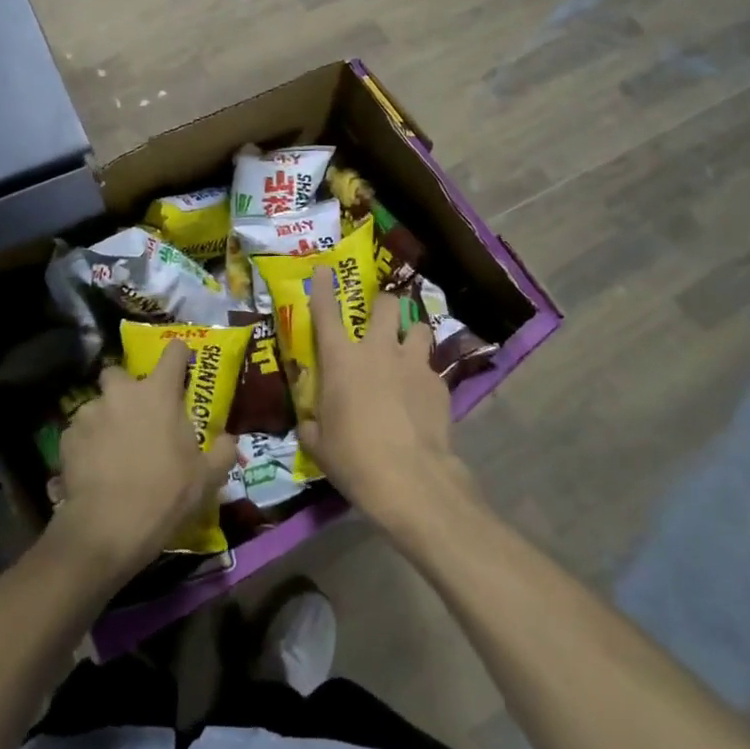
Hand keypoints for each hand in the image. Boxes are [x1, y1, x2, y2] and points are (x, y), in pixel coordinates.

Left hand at [45, 342, 238, 585]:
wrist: (108, 528)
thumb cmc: (165, 494)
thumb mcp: (208, 478)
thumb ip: (223, 451)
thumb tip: (228, 440)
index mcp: (159, 393)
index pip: (173, 352)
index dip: (179, 354)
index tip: (181, 363)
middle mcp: (122, 393)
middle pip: (119, 371)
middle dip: (125, 386)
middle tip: (136, 412)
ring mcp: (89, 413)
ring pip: (97, 404)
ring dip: (105, 417)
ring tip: (111, 447)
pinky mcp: (66, 438)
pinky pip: (79, 431)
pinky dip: (86, 443)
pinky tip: (92, 466)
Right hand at [299, 267, 472, 533]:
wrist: (410, 479)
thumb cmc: (354, 459)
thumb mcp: (319, 445)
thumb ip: (312, 425)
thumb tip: (310, 422)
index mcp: (341, 361)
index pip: (326, 313)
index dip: (323, 288)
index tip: (324, 269)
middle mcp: (379, 351)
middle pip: (386, 304)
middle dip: (383, 304)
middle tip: (380, 317)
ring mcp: (414, 364)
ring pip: (418, 327)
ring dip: (411, 335)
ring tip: (408, 351)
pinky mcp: (439, 384)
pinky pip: (432, 368)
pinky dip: (425, 377)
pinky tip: (422, 398)